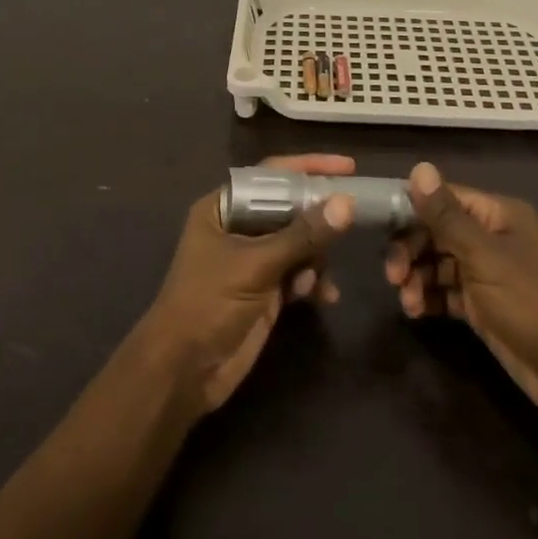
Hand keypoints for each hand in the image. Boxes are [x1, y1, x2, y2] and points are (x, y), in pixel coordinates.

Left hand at [141, 154, 354, 412]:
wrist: (184, 371)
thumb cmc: (209, 303)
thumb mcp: (256, 265)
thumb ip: (302, 234)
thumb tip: (346, 203)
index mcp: (224, 207)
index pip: (271, 175)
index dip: (308, 167)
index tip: (347, 166)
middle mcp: (239, 227)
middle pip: (290, 208)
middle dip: (318, 219)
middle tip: (353, 220)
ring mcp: (253, 259)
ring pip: (299, 242)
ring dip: (316, 257)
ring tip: (316, 279)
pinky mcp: (265, 289)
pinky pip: (300, 272)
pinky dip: (313, 281)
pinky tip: (323, 297)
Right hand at [385, 162, 537, 414]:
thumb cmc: (531, 302)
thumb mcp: (484, 256)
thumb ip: (446, 215)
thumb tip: (419, 167)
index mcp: (497, 214)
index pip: (443, 198)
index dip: (411, 208)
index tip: (380, 227)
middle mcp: (490, 237)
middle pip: (436, 231)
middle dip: (410, 249)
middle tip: (392, 275)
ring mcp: (486, 272)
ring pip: (437, 263)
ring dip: (416, 277)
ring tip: (407, 301)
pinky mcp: (482, 305)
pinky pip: (445, 291)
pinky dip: (428, 297)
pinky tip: (416, 311)